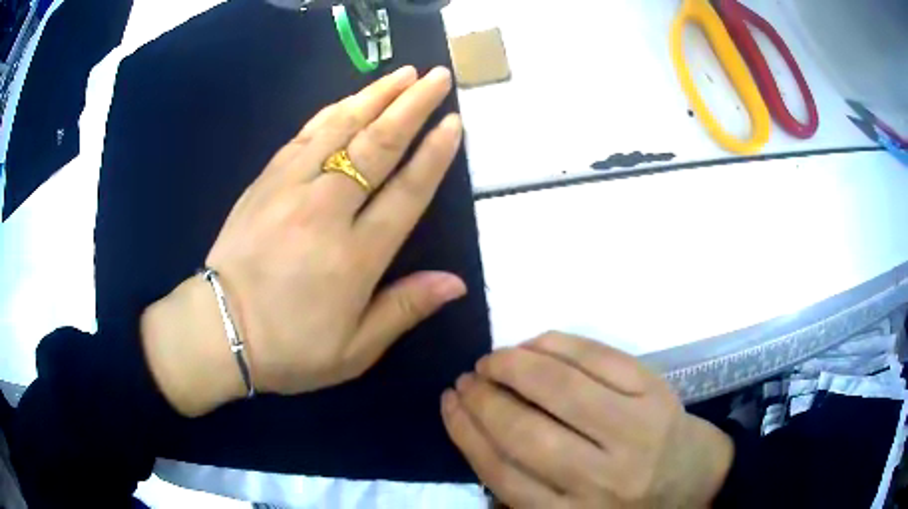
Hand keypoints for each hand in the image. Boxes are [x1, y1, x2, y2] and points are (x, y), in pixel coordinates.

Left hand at [141, 66, 466, 415]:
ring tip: (401, 73)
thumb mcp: (354, 350)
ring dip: (374, 96)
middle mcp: (325, 212)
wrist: (218, 332)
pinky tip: (349, 99)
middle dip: (411, 106)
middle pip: (376, 146)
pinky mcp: (264, 182)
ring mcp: (289, 189)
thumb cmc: (289, 349)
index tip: (453, 122)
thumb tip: (456, 283)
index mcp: (354, 257)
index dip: (433, 154)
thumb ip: (404, 309)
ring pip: (339, 129)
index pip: (405, 192)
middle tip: (436, 77)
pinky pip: (303, 136)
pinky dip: (331, 112)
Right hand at [442, 333, 732, 508]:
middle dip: (484, 398)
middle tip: (467, 378)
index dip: (466, 432)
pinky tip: (534, 343)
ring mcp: (635, 430)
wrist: (692, 478)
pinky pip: (599, 358)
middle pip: (526, 432)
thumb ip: (524, 489)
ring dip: (514, 365)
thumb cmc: (625, 502)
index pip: (502, 474)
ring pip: (560, 388)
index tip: (448, 403)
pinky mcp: (656, 393)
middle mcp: (602, 479)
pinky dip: (558, 345)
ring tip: (493, 359)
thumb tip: (476, 433)